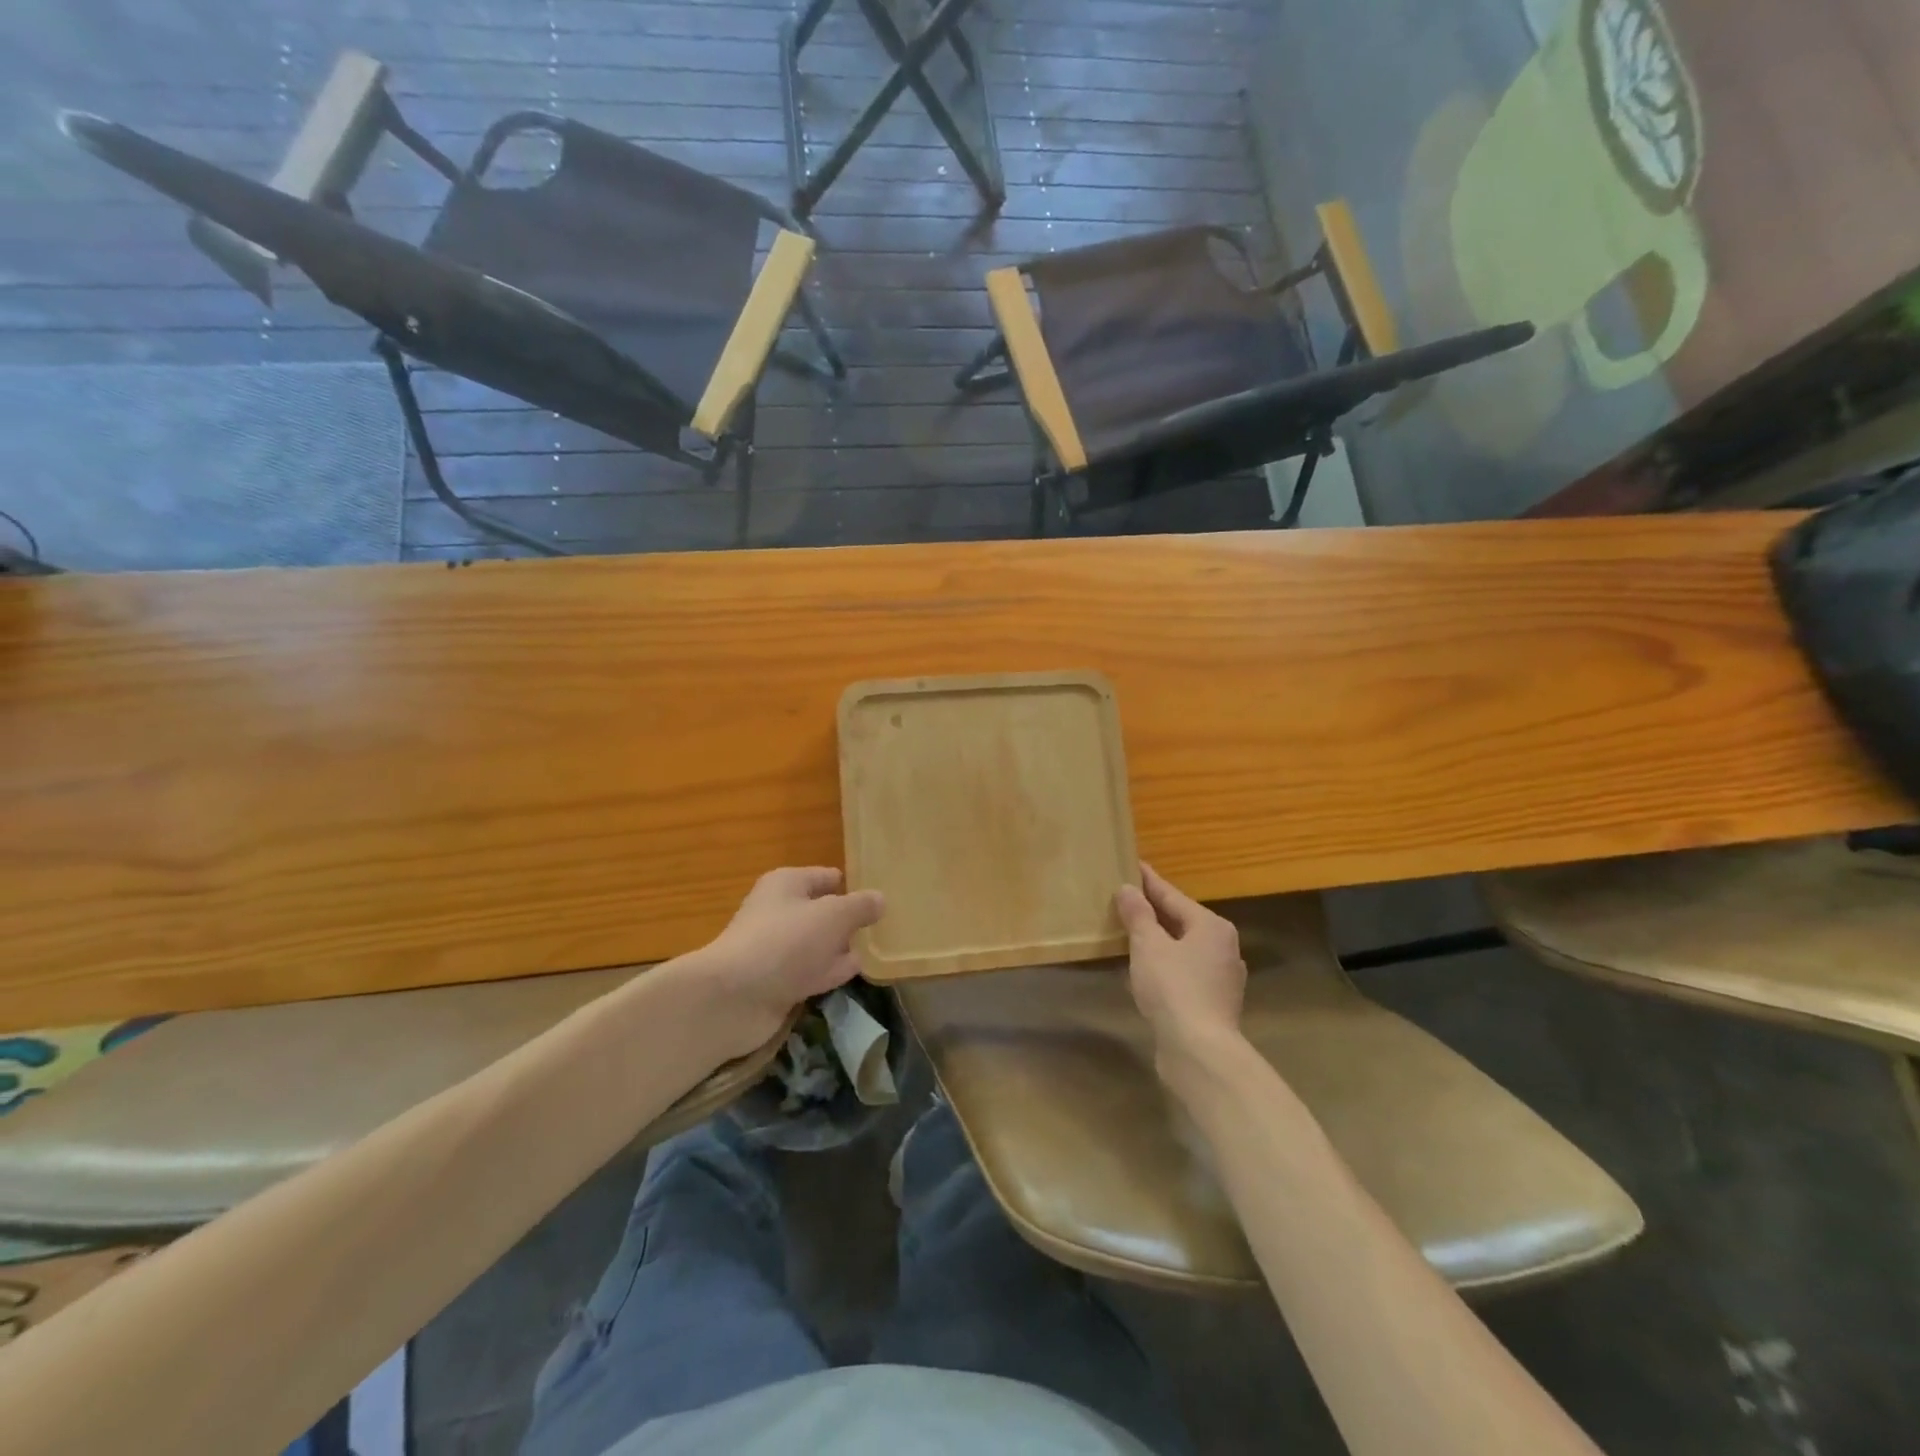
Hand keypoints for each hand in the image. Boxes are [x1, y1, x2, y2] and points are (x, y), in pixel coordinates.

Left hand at [691, 867, 884, 1061]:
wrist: (734, 998)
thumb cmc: (787, 942)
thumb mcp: (834, 916)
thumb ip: (861, 906)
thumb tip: (880, 899)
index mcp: (787, 884)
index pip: (825, 877)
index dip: (849, 885)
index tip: (877, 898)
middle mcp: (779, 912)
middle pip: (821, 911)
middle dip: (847, 921)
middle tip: (880, 927)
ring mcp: (777, 950)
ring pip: (817, 944)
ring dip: (839, 949)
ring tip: (872, 951)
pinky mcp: (776, 982)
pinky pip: (810, 971)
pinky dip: (828, 973)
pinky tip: (851, 975)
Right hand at [1115, 864, 1244, 1062]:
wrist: (1200, 1050)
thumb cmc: (1174, 988)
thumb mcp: (1148, 945)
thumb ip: (1138, 915)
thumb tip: (1128, 888)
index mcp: (1211, 926)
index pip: (1172, 896)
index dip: (1149, 881)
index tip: (1132, 865)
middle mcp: (1224, 947)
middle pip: (1181, 920)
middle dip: (1154, 911)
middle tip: (1127, 898)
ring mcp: (1222, 977)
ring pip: (1184, 947)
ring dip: (1160, 939)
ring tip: (1132, 931)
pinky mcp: (1214, 1003)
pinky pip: (1185, 971)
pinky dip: (1166, 963)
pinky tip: (1147, 969)